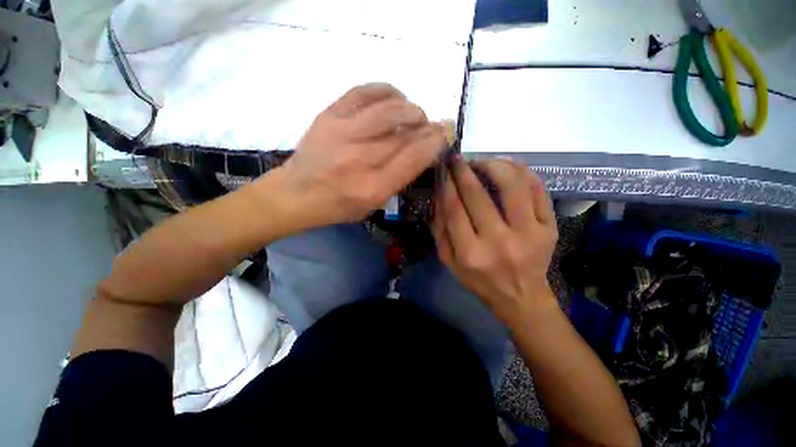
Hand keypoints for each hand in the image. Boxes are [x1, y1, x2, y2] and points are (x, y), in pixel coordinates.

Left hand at [279, 83, 447, 227]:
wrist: (297, 193)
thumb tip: (422, 151)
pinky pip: (364, 92)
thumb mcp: (373, 204)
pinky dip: (387, 91)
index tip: (445, 135)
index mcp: (374, 187)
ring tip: (415, 114)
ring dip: (411, 109)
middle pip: (405, 134)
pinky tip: (395, 99)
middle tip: (433, 125)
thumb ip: (399, 179)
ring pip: (390, 109)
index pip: (414, 158)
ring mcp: (343, 133)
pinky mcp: (329, 115)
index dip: (434, 142)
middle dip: (427, 126)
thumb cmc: (339, 205)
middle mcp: (361, 159)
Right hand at [432, 158, 558, 322]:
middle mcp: (499, 242)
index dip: (446, 183)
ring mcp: (529, 234)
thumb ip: (440, 229)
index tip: (443, 168)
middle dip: (464, 170)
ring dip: (494, 165)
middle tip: (457, 159)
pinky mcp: (549, 228)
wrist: (520, 297)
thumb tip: (439, 194)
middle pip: (478, 194)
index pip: (454, 208)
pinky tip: (508, 168)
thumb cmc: (479, 280)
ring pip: (512, 185)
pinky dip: (522, 172)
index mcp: (471, 253)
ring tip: (483, 162)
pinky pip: (538, 190)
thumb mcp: (449, 261)